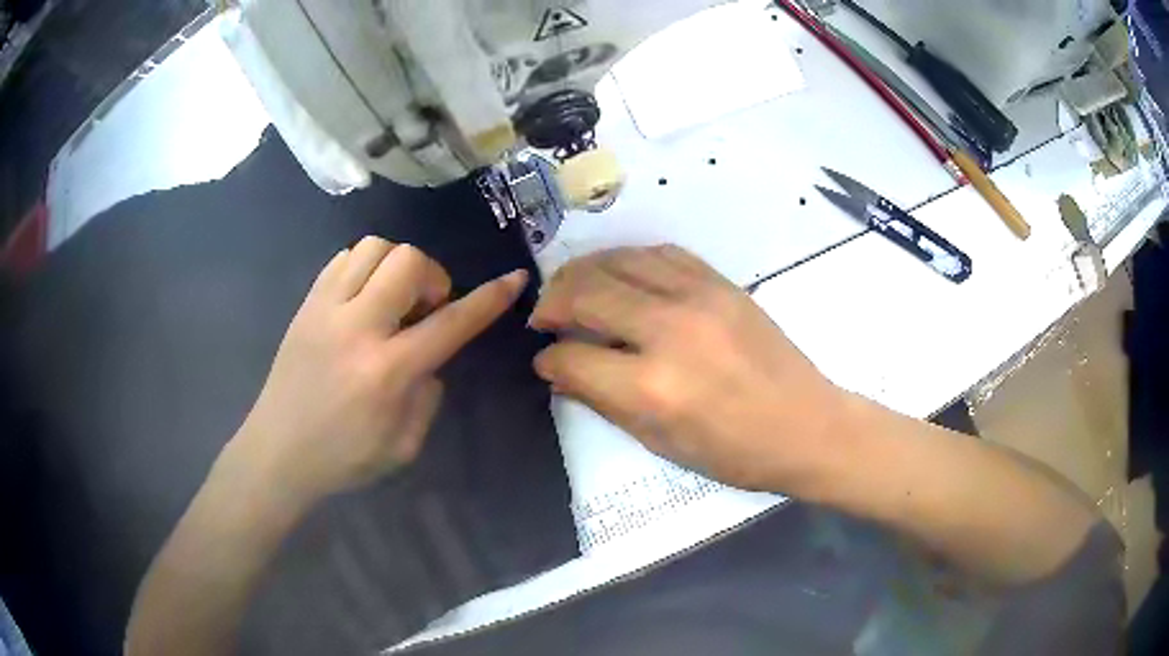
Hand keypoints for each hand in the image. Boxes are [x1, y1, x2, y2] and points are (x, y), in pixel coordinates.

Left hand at [232, 237, 527, 508]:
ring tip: (393, 299)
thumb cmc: (344, 459)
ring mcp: (326, 309)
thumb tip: (431, 359)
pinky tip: (364, 297)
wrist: (277, 452)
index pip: (451, 323)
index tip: (515, 278)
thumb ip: (428, 397)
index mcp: (387, 371)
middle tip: (426, 309)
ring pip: (374, 247)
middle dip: (432, 277)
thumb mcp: (404, 447)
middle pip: (408, 261)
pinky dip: (365, 266)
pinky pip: (343, 258)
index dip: (489, 298)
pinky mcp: (306, 305)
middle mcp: (357, 327)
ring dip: (397, 265)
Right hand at [530, 245, 845, 491]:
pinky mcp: (720, 283)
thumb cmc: (734, 452)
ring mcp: (698, 298)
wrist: (806, 424)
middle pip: (586, 293)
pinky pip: (661, 253)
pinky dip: (629, 259)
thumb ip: (604, 402)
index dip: (548, 358)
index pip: (572, 357)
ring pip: (619, 260)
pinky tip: (621, 274)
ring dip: (584, 271)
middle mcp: (668, 331)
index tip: (544, 358)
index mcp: (651, 387)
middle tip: (545, 315)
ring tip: (573, 287)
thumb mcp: (661, 442)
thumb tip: (561, 371)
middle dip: (552, 301)